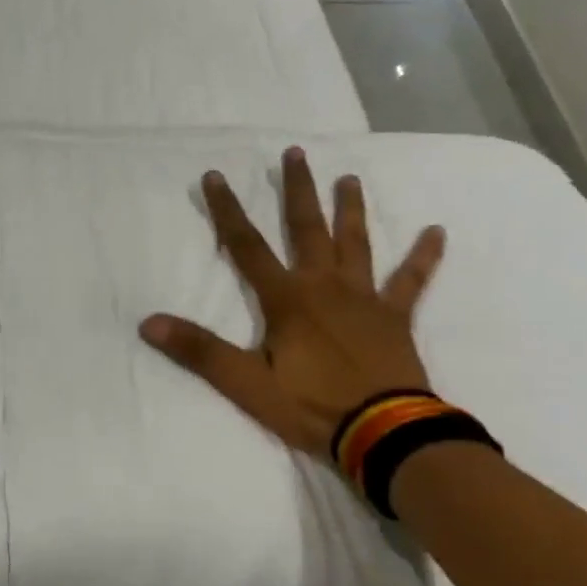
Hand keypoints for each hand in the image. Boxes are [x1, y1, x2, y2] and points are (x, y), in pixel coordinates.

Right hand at [140, 148, 444, 453]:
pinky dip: (423, 257)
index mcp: (288, 300)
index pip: (247, 247)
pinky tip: (437, 231)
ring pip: (356, 244)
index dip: (227, 211)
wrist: (384, 433)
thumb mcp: (246, 384)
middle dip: (297, 191)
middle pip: (307, 230)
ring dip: (351, 210)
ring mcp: (364, 299)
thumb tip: (148, 323)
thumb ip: (200, 351)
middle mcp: (325, 287)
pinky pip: (411, 281)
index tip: (215, 176)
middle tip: (295, 152)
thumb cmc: (311, 407)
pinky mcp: (394, 318)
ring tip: (349, 177)